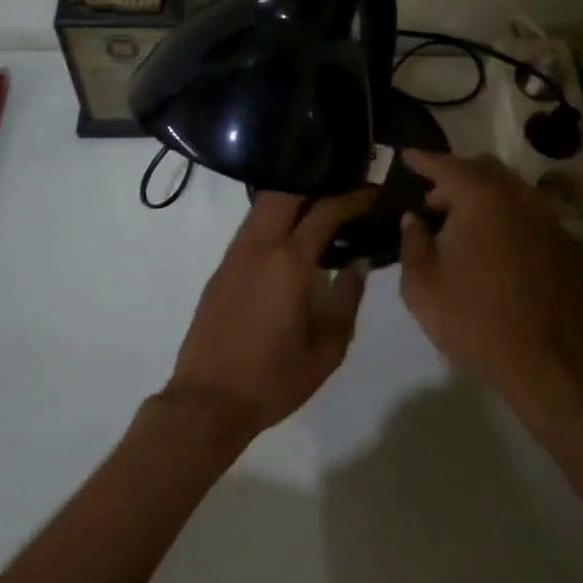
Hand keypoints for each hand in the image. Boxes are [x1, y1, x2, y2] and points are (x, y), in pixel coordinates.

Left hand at [165, 189, 376, 442]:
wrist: (208, 401)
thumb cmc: (274, 379)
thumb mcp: (327, 348)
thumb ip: (347, 298)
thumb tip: (360, 261)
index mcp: (289, 263)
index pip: (326, 211)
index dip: (354, 197)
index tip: (374, 193)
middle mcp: (259, 246)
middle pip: (286, 191)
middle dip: (317, 182)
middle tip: (345, 190)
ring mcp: (235, 254)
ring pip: (263, 205)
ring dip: (293, 197)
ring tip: (321, 207)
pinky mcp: (221, 268)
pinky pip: (251, 226)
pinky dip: (275, 217)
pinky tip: (291, 235)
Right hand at [397, 151, 582, 408]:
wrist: (549, 362)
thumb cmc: (475, 321)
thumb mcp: (422, 286)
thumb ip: (412, 243)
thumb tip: (414, 220)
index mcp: (481, 198)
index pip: (446, 165)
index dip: (422, 159)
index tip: (406, 156)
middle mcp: (519, 196)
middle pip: (483, 169)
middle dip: (454, 178)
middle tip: (432, 205)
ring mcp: (548, 218)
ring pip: (510, 189)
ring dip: (482, 197)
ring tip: (462, 228)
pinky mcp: (566, 243)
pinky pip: (529, 214)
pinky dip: (506, 217)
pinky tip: (495, 247)